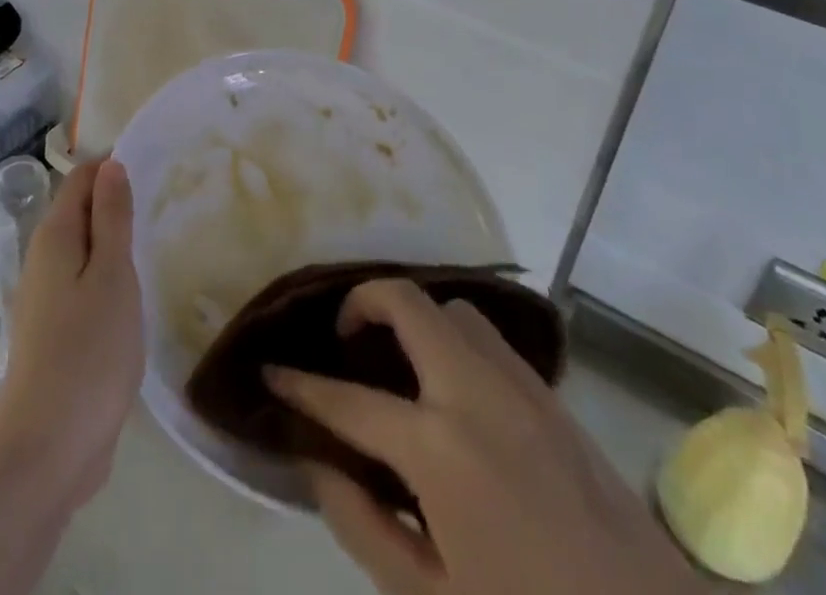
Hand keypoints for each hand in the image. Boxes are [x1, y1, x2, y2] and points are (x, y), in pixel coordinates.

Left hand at [0, 159, 143, 510]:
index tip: (154, 169)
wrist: (46, 452)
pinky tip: (134, 295)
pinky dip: (108, 278)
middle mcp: (43, 260)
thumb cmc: (87, 353)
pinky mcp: (55, 334)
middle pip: (80, 212)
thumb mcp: (112, 276)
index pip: (81, 179)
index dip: (113, 168)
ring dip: (114, 243)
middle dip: (115, 203)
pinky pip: (84, 286)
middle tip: (163, 204)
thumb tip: (110, 165)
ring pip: (83, 251)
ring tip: (155, 242)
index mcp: (54, 236)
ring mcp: (46, 300)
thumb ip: (112, 218)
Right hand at [268, 279, 704, 594]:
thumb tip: (315, 458)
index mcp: (439, 448)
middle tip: (343, 340)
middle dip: (361, 303)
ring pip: (451, 309)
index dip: (301, 385)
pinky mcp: (554, 397)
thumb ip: (360, 523)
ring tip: (397, 360)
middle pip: (406, 302)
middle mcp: (476, 392)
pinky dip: (453, 340)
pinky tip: (450, 388)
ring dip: (414, 319)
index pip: (348, 400)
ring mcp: (522, 386)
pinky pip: (489, 340)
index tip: (271, 369)